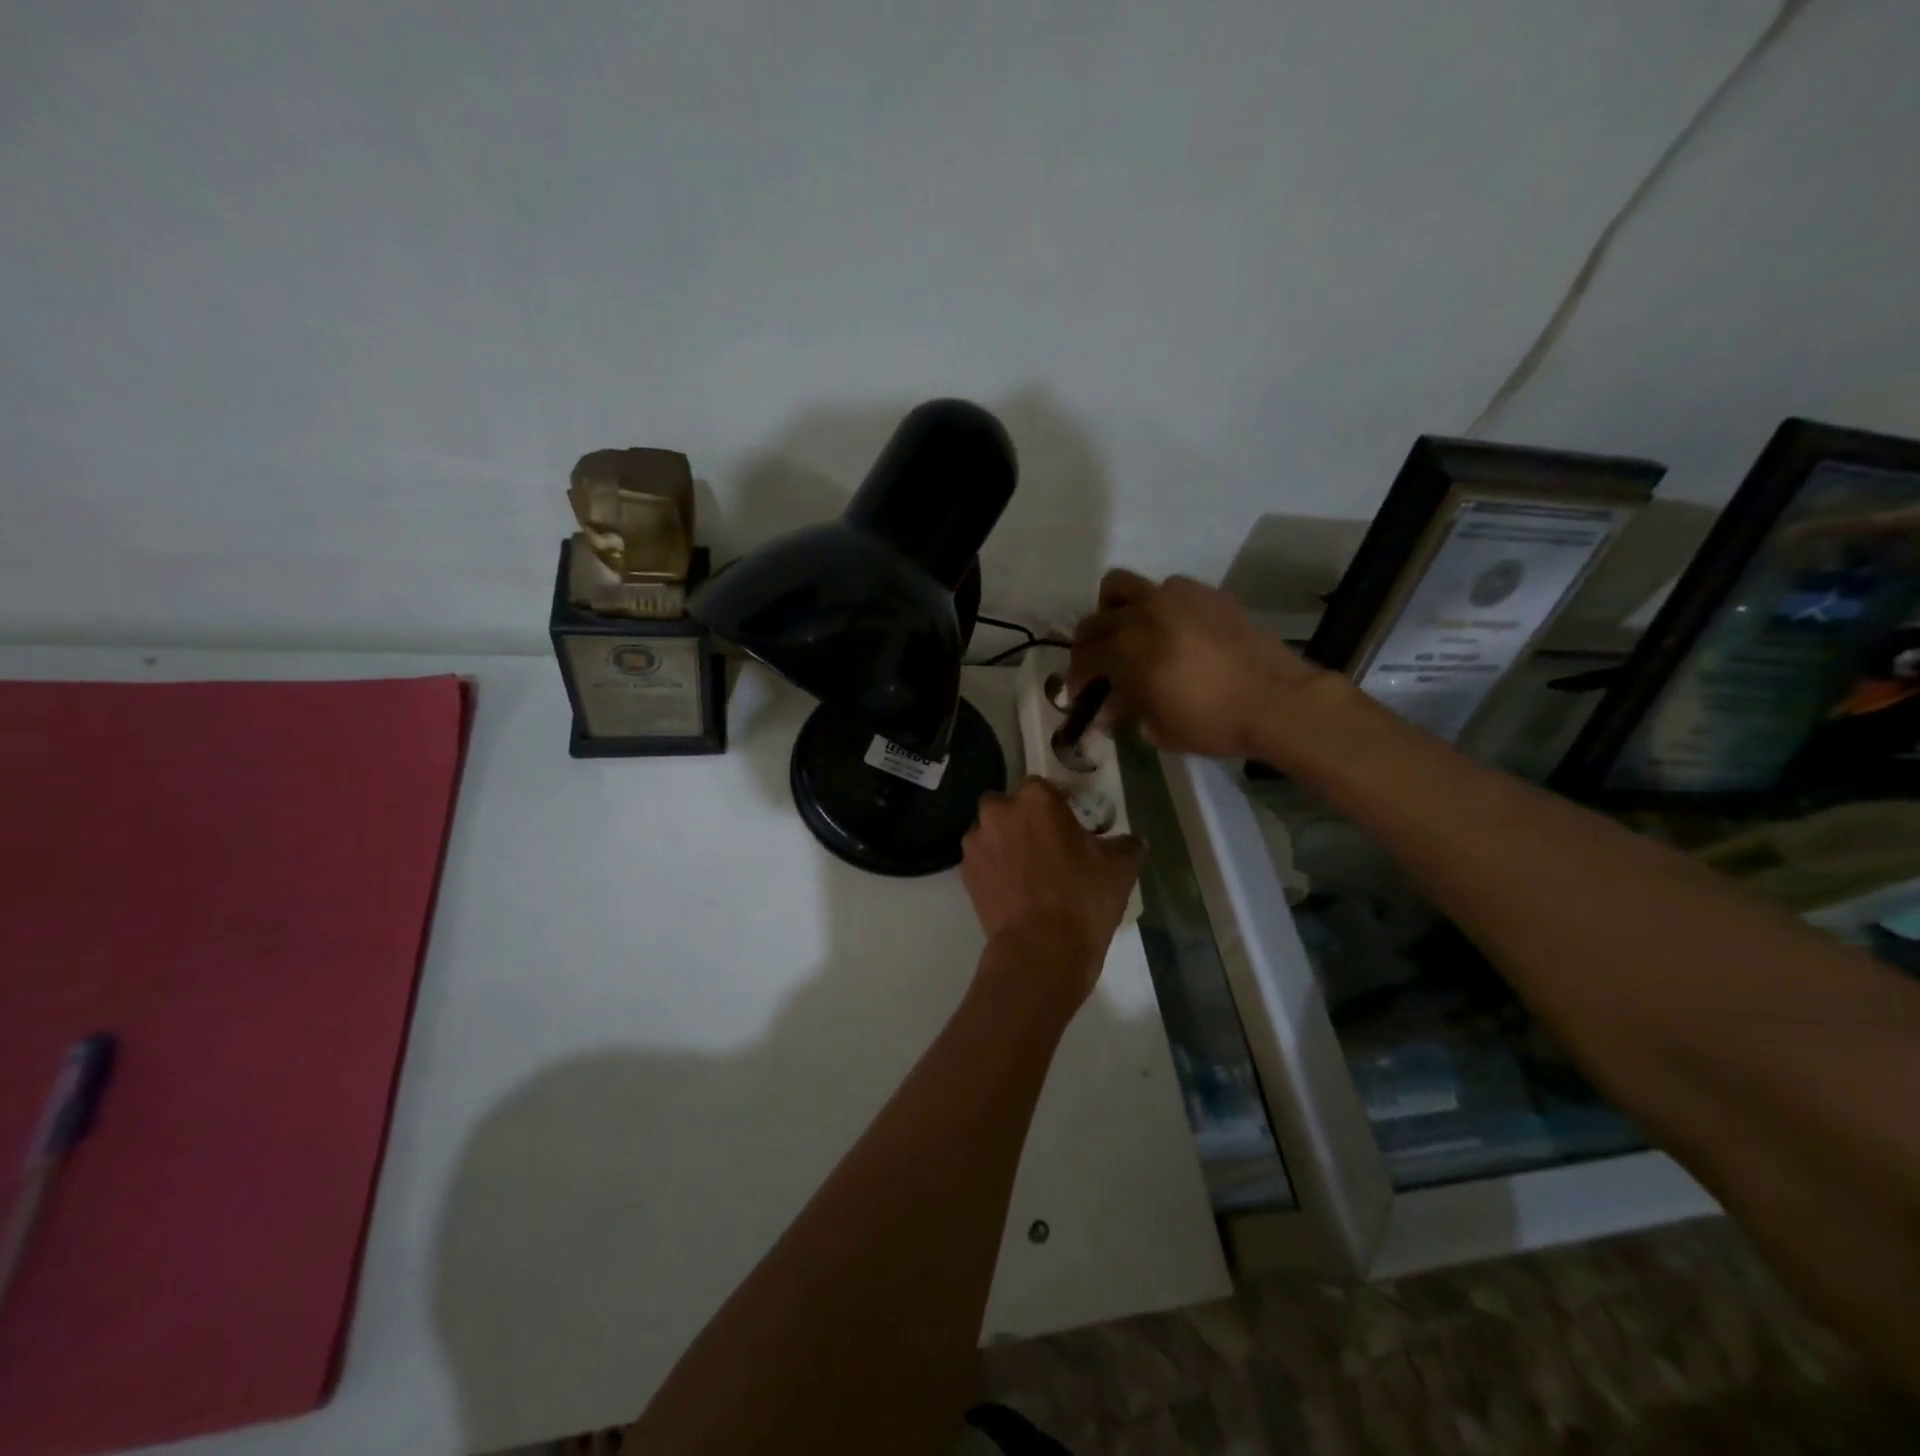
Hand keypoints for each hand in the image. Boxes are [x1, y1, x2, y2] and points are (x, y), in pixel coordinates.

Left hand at [961, 778, 1143, 1008]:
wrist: (1041, 950)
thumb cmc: (1083, 898)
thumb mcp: (1120, 868)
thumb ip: (1127, 845)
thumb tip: (1133, 841)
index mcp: (1036, 799)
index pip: (1043, 787)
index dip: (1055, 805)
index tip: (1068, 825)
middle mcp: (999, 812)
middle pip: (1008, 806)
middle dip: (1022, 819)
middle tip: (1045, 846)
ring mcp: (977, 843)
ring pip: (989, 832)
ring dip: (1003, 842)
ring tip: (1026, 871)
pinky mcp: (965, 873)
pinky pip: (981, 861)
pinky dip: (993, 869)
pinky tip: (1012, 890)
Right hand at [1070, 569, 1325, 759]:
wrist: (1278, 701)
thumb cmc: (1213, 722)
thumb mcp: (1159, 728)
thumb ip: (1125, 713)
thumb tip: (1104, 711)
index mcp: (1127, 648)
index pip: (1084, 658)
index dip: (1075, 680)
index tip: (1078, 696)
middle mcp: (1143, 613)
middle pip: (1093, 621)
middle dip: (1086, 647)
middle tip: (1095, 669)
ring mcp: (1174, 596)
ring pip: (1121, 586)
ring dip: (1112, 611)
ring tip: (1123, 634)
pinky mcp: (1204, 593)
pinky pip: (1163, 589)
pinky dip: (1154, 606)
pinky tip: (1169, 631)